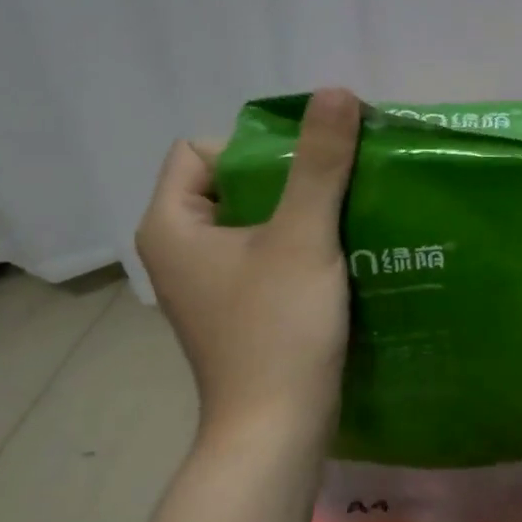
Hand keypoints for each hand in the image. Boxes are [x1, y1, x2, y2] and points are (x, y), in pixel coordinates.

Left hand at [135, 88, 360, 453]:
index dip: (252, 147)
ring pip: (254, 219)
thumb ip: (320, 163)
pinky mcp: (238, 307)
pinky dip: (300, 244)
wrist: (278, 430)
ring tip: (350, 211)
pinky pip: (266, 253)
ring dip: (301, 210)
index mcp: (171, 225)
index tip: (307, 167)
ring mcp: (208, 283)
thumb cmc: (278, 329)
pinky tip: (343, 251)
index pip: (200, 150)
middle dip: (288, 176)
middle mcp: (179, 250)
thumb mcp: (303, 237)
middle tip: (340, 183)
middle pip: (231, 181)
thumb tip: (335, 92)